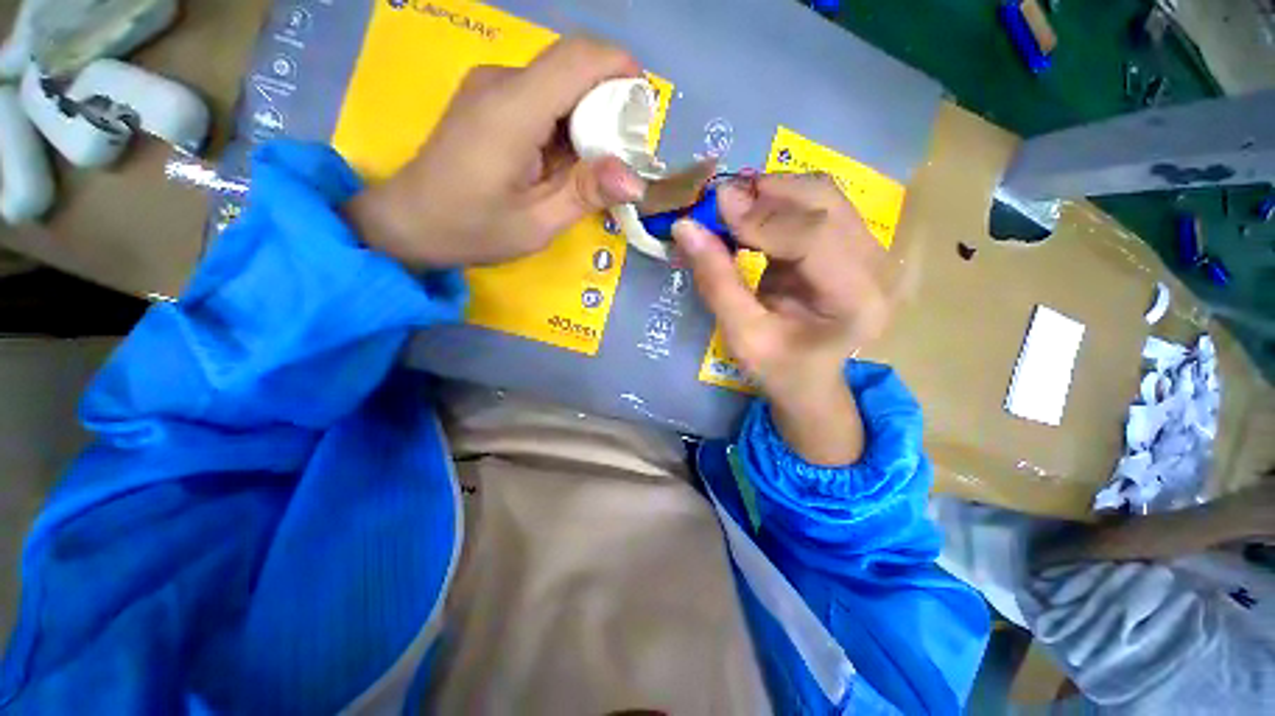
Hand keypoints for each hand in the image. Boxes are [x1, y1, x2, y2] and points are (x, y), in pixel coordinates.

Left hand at [347, 37, 646, 267]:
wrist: (410, 222)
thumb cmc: (473, 229)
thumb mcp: (537, 224)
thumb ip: (584, 194)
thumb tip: (634, 179)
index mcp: (513, 110)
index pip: (577, 59)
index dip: (620, 70)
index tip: (644, 111)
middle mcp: (502, 82)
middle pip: (572, 69)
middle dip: (609, 104)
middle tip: (622, 157)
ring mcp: (492, 87)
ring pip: (560, 84)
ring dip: (588, 119)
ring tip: (594, 168)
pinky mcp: (489, 99)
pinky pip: (542, 98)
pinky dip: (566, 124)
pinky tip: (565, 162)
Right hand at [672, 174, 895, 464]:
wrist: (809, 380)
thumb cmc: (777, 369)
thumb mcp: (741, 336)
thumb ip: (716, 282)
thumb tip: (685, 226)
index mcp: (857, 301)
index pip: (814, 237)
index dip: (761, 218)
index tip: (714, 206)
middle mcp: (877, 266)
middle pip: (824, 201)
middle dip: (766, 193)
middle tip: (718, 203)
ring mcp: (870, 250)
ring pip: (822, 194)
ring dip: (772, 192)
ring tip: (732, 209)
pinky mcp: (852, 244)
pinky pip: (816, 204)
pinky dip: (777, 203)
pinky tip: (751, 218)